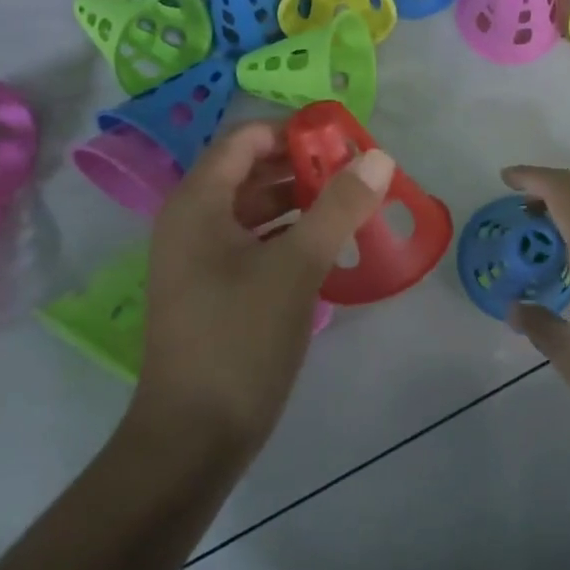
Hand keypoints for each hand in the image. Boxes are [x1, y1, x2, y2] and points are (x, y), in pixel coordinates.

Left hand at [136, 122, 394, 455]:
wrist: (194, 436)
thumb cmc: (240, 340)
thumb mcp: (297, 267)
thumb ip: (339, 207)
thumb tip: (377, 157)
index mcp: (198, 203)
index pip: (245, 139)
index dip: (294, 132)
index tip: (345, 142)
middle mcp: (192, 221)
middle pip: (251, 172)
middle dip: (305, 168)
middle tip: (359, 176)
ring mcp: (200, 258)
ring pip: (255, 211)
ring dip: (302, 203)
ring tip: (354, 207)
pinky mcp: (215, 289)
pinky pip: (255, 244)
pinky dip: (291, 237)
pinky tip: (330, 247)